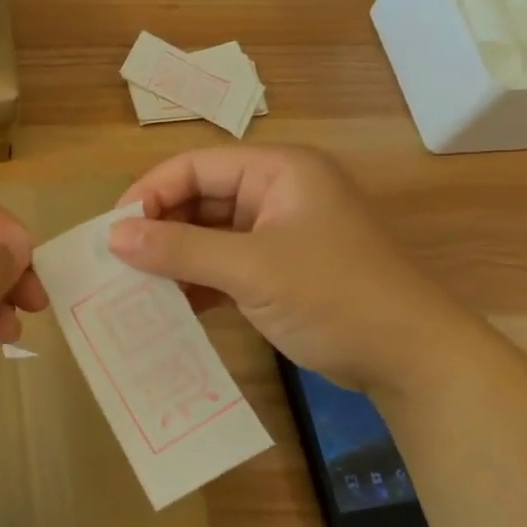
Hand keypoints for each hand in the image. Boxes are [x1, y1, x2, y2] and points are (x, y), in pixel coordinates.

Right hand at [108, 145, 483, 393]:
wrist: (413, 360)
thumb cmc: (334, 296)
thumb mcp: (251, 270)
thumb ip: (180, 250)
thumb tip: (113, 237)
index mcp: (278, 171)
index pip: (196, 166)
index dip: (151, 193)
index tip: (113, 231)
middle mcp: (277, 192)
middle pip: (201, 198)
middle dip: (160, 229)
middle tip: (118, 263)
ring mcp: (279, 233)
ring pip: (209, 234)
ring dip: (176, 258)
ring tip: (135, 286)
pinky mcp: (280, 270)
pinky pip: (225, 264)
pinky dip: (199, 281)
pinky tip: (171, 306)